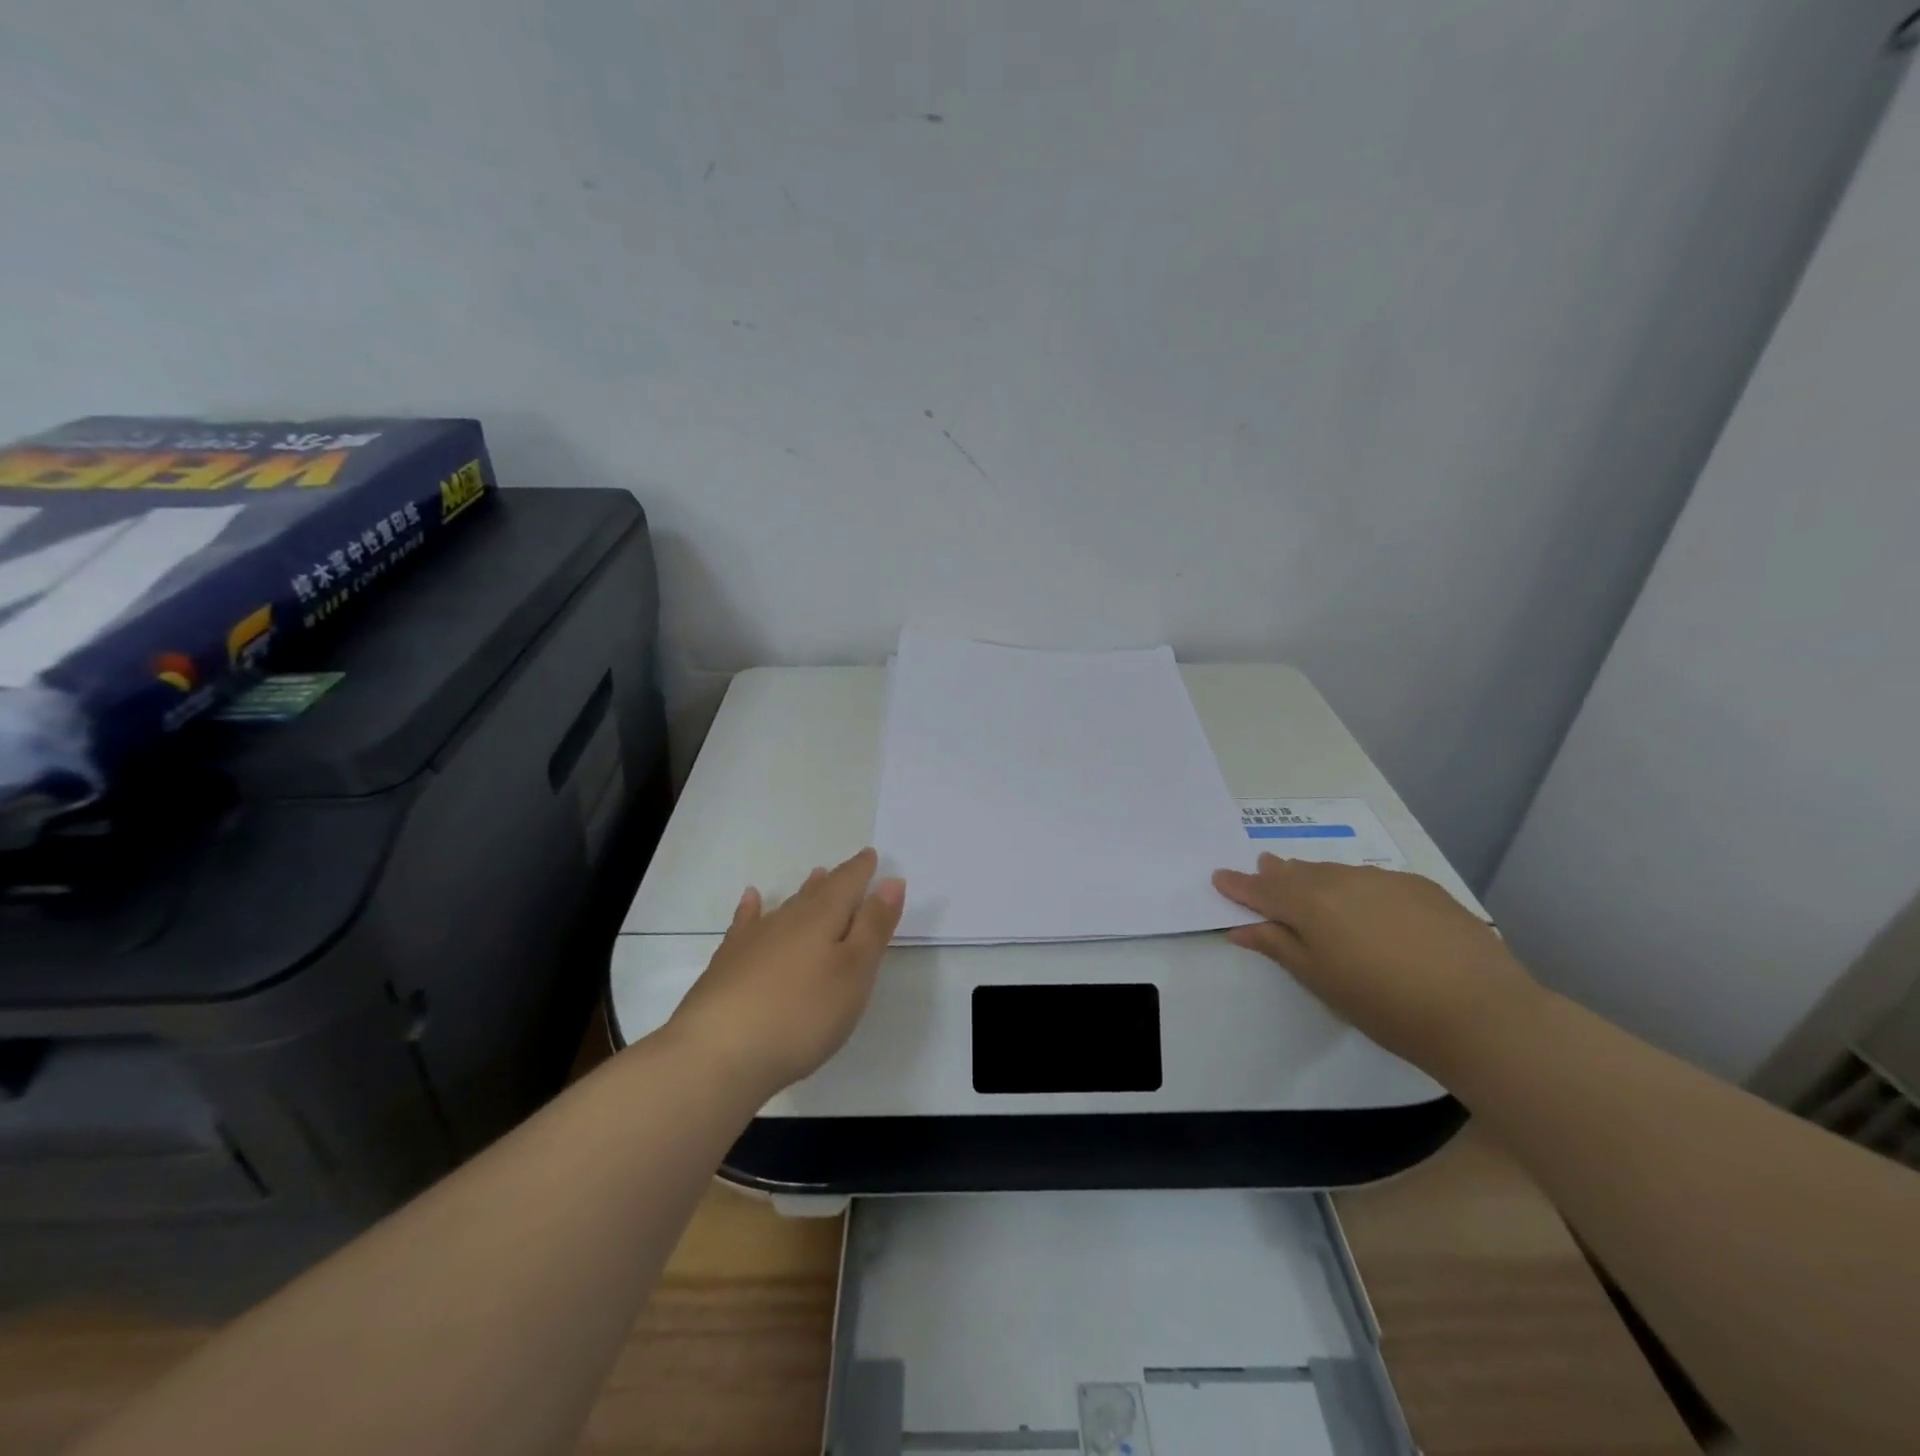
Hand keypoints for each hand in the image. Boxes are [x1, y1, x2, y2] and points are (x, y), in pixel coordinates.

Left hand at [667, 848, 905, 1099]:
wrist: (717, 1053)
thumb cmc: (802, 1014)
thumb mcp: (854, 973)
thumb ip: (874, 926)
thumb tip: (890, 881)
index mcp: (823, 918)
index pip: (847, 883)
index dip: (861, 870)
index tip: (870, 855)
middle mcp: (788, 920)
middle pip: (816, 893)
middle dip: (836, 881)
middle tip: (847, 868)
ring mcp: (753, 941)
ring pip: (785, 907)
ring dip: (803, 893)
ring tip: (814, 877)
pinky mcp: (727, 964)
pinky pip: (745, 925)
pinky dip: (752, 910)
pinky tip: (751, 901)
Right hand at [1212, 854, 1537, 1073]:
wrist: (1482, 1011)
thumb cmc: (1385, 1005)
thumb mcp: (1320, 980)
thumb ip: (1278, 946)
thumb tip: (1241, 927)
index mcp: (1310, 903)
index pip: (1262, 889)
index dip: (1239, 885)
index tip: (1219, 877)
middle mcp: (1343, 880)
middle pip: (1299, 872)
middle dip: (1277, 873)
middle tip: (1264, 868)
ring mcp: (1385, 880)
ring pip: (1337, 872)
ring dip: (1316, 877)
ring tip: (1309, 884)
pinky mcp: (1422, 887)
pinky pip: (1373, 879)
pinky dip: (1356, 887)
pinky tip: (1367, 906)